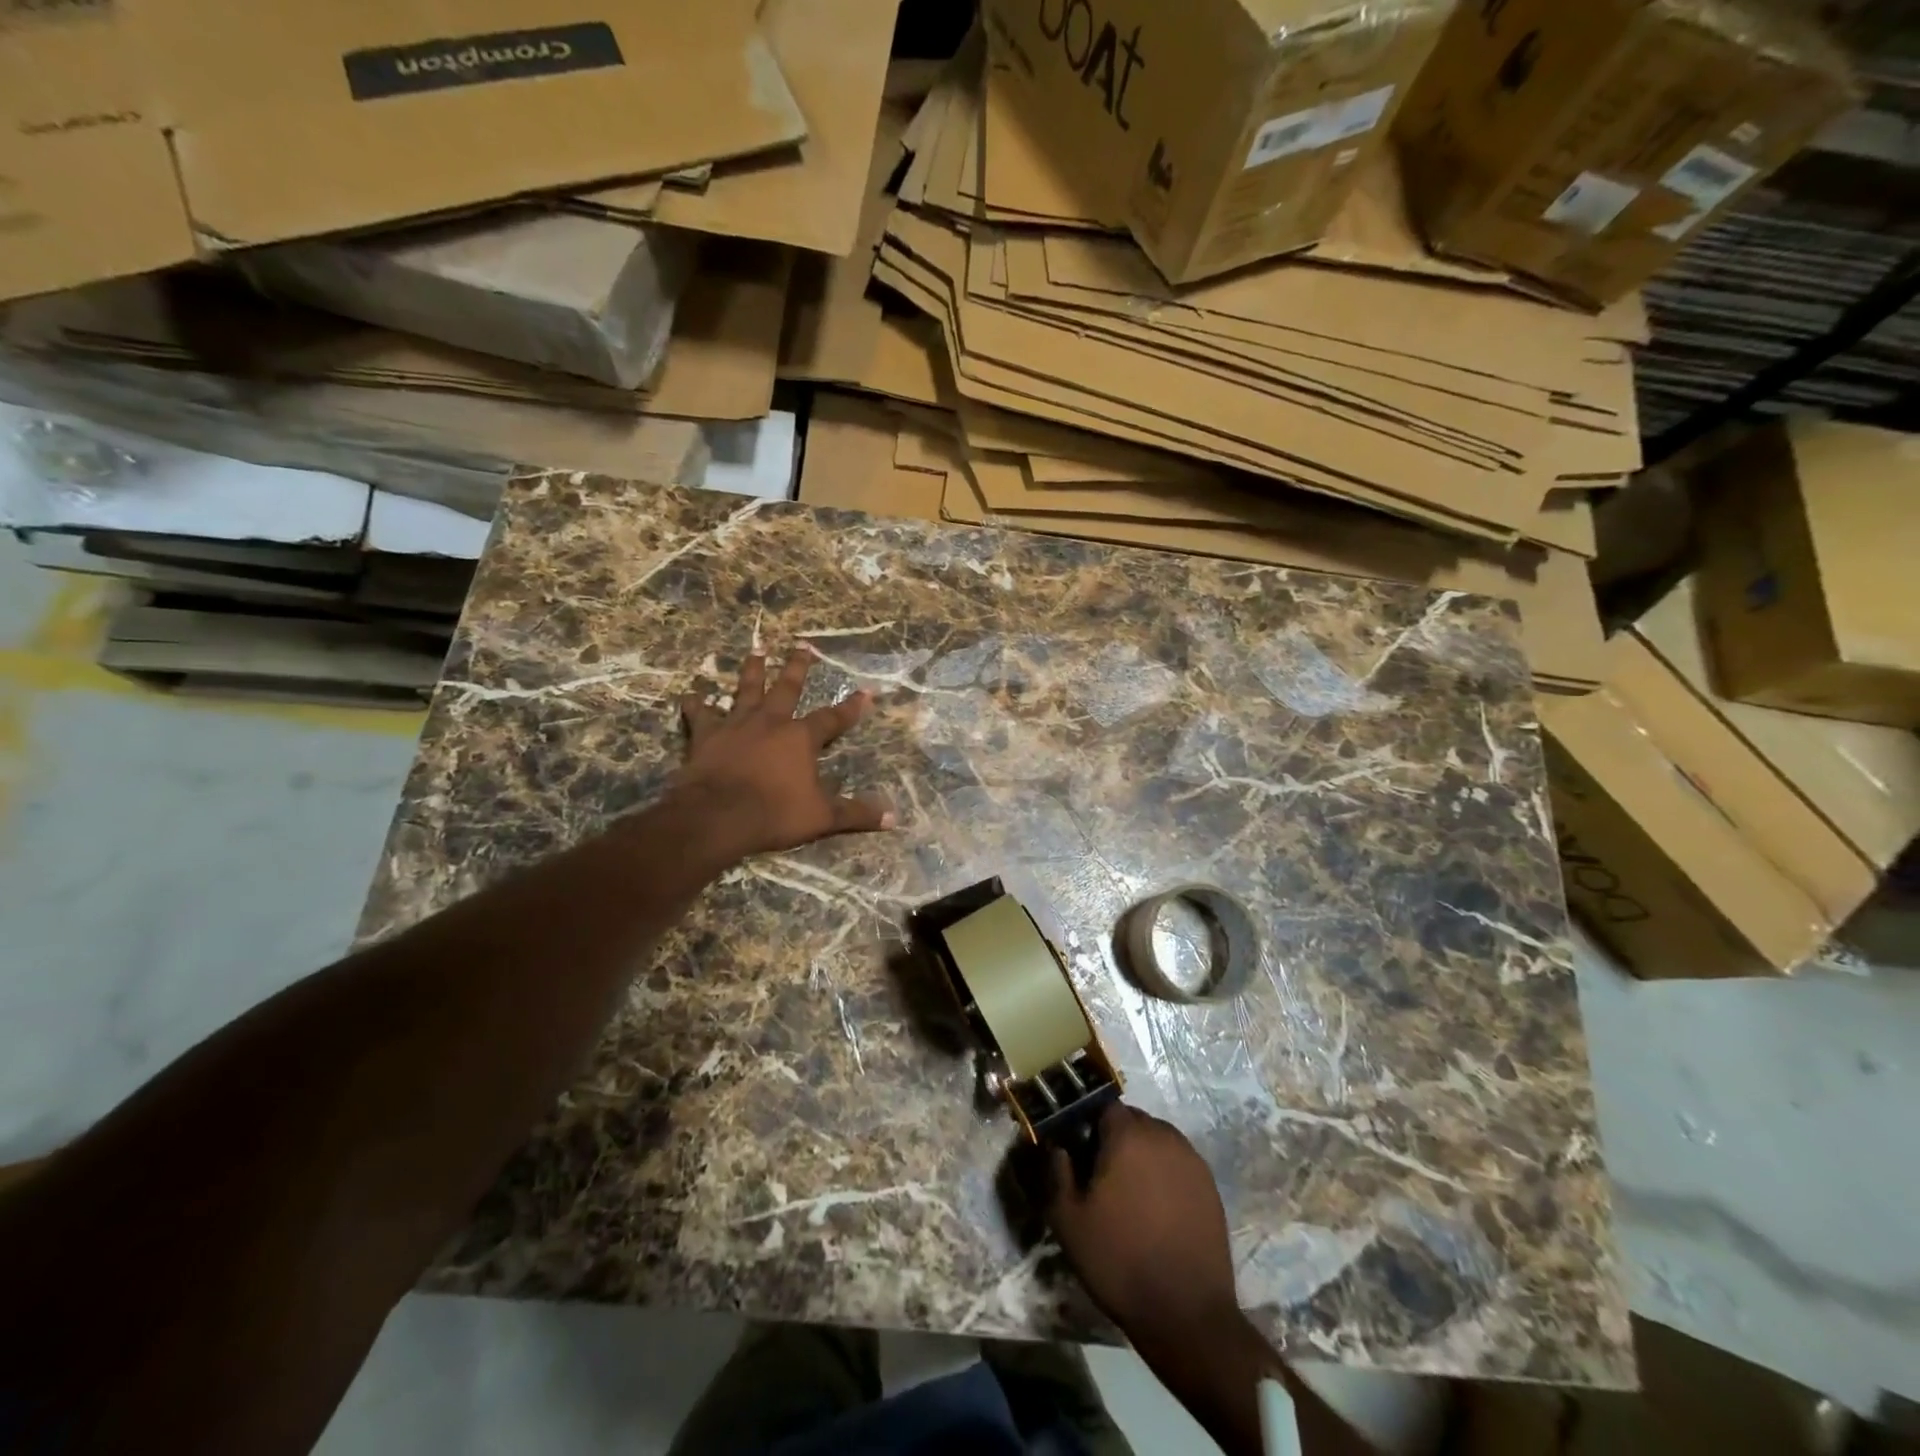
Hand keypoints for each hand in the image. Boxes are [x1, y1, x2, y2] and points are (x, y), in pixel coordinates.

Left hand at [674, 646, 893, 861]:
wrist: (716, 817)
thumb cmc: (774, 814)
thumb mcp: (822, 817)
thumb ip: (856, 814)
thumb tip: (894, 817)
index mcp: (801, 738)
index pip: (833, 718)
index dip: (851, 707)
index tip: (866, 692)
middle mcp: (771, 722)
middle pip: (787, 688)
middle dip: (797, 667)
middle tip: (802, 646)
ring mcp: (736, 725)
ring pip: (746, 690)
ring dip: (752, 669)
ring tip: (757, 650)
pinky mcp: (706, 736)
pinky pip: (700, 715)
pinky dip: (696, 705)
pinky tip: (691, 695)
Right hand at [1048, 1105, 1239, 1343]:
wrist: (1186, 1313)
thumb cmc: (1119, 1260)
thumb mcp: (1068, 1220)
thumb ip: (1057, 1171)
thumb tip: (1058, 1145)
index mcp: (1127, 1135)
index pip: (1104, 1106)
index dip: (1089, 1124)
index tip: (1080, 1151)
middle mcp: (1163, 1136)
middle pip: (1133, 1120)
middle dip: (1116, 1137)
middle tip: (1103, 1174)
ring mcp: (1191, 1160)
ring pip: (1158, 1140)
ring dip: (1142, 1154)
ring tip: (1131, 1192)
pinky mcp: (1210, 1186)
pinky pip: (1179, 1163)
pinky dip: (1165, 1174)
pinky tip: (1158, 1208)